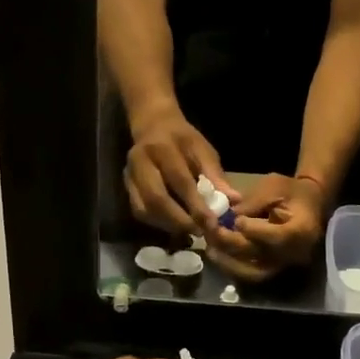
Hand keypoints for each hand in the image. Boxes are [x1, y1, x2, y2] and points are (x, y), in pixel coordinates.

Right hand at [125, 111, 234, 233]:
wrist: (154, 126)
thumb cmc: (183, 139)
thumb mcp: (203, 150)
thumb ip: (215, 175)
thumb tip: (233, 201)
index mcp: (162, 148)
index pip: (179, 181)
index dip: (196, 205)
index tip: (212, 223)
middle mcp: (140, 161)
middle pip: (156, 198)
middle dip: (179, 220)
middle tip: (199, 232)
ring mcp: (129, 175)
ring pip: (145, 208)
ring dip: (168, 224)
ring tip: (189, 231)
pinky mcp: (126, 186)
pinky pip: (139, 210)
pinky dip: (158, 222)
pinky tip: (174, 225)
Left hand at [207, 174, 326, 282]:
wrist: (310, 204)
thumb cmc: (292, 191)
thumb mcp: (274, 186)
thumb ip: (252, 202)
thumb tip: (227, 216)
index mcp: (302, 230)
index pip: (276, 237)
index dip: (254, 231)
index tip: (236, 220)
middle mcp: (295, 253)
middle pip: (260, 255)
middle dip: (231, 243)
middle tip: (211, 231)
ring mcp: (284, 264)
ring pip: (253, 272)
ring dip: (228, 262)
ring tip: (209, 248)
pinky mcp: (275, 269)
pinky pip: (251, 274)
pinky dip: (233, 267)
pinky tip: (217, 254)